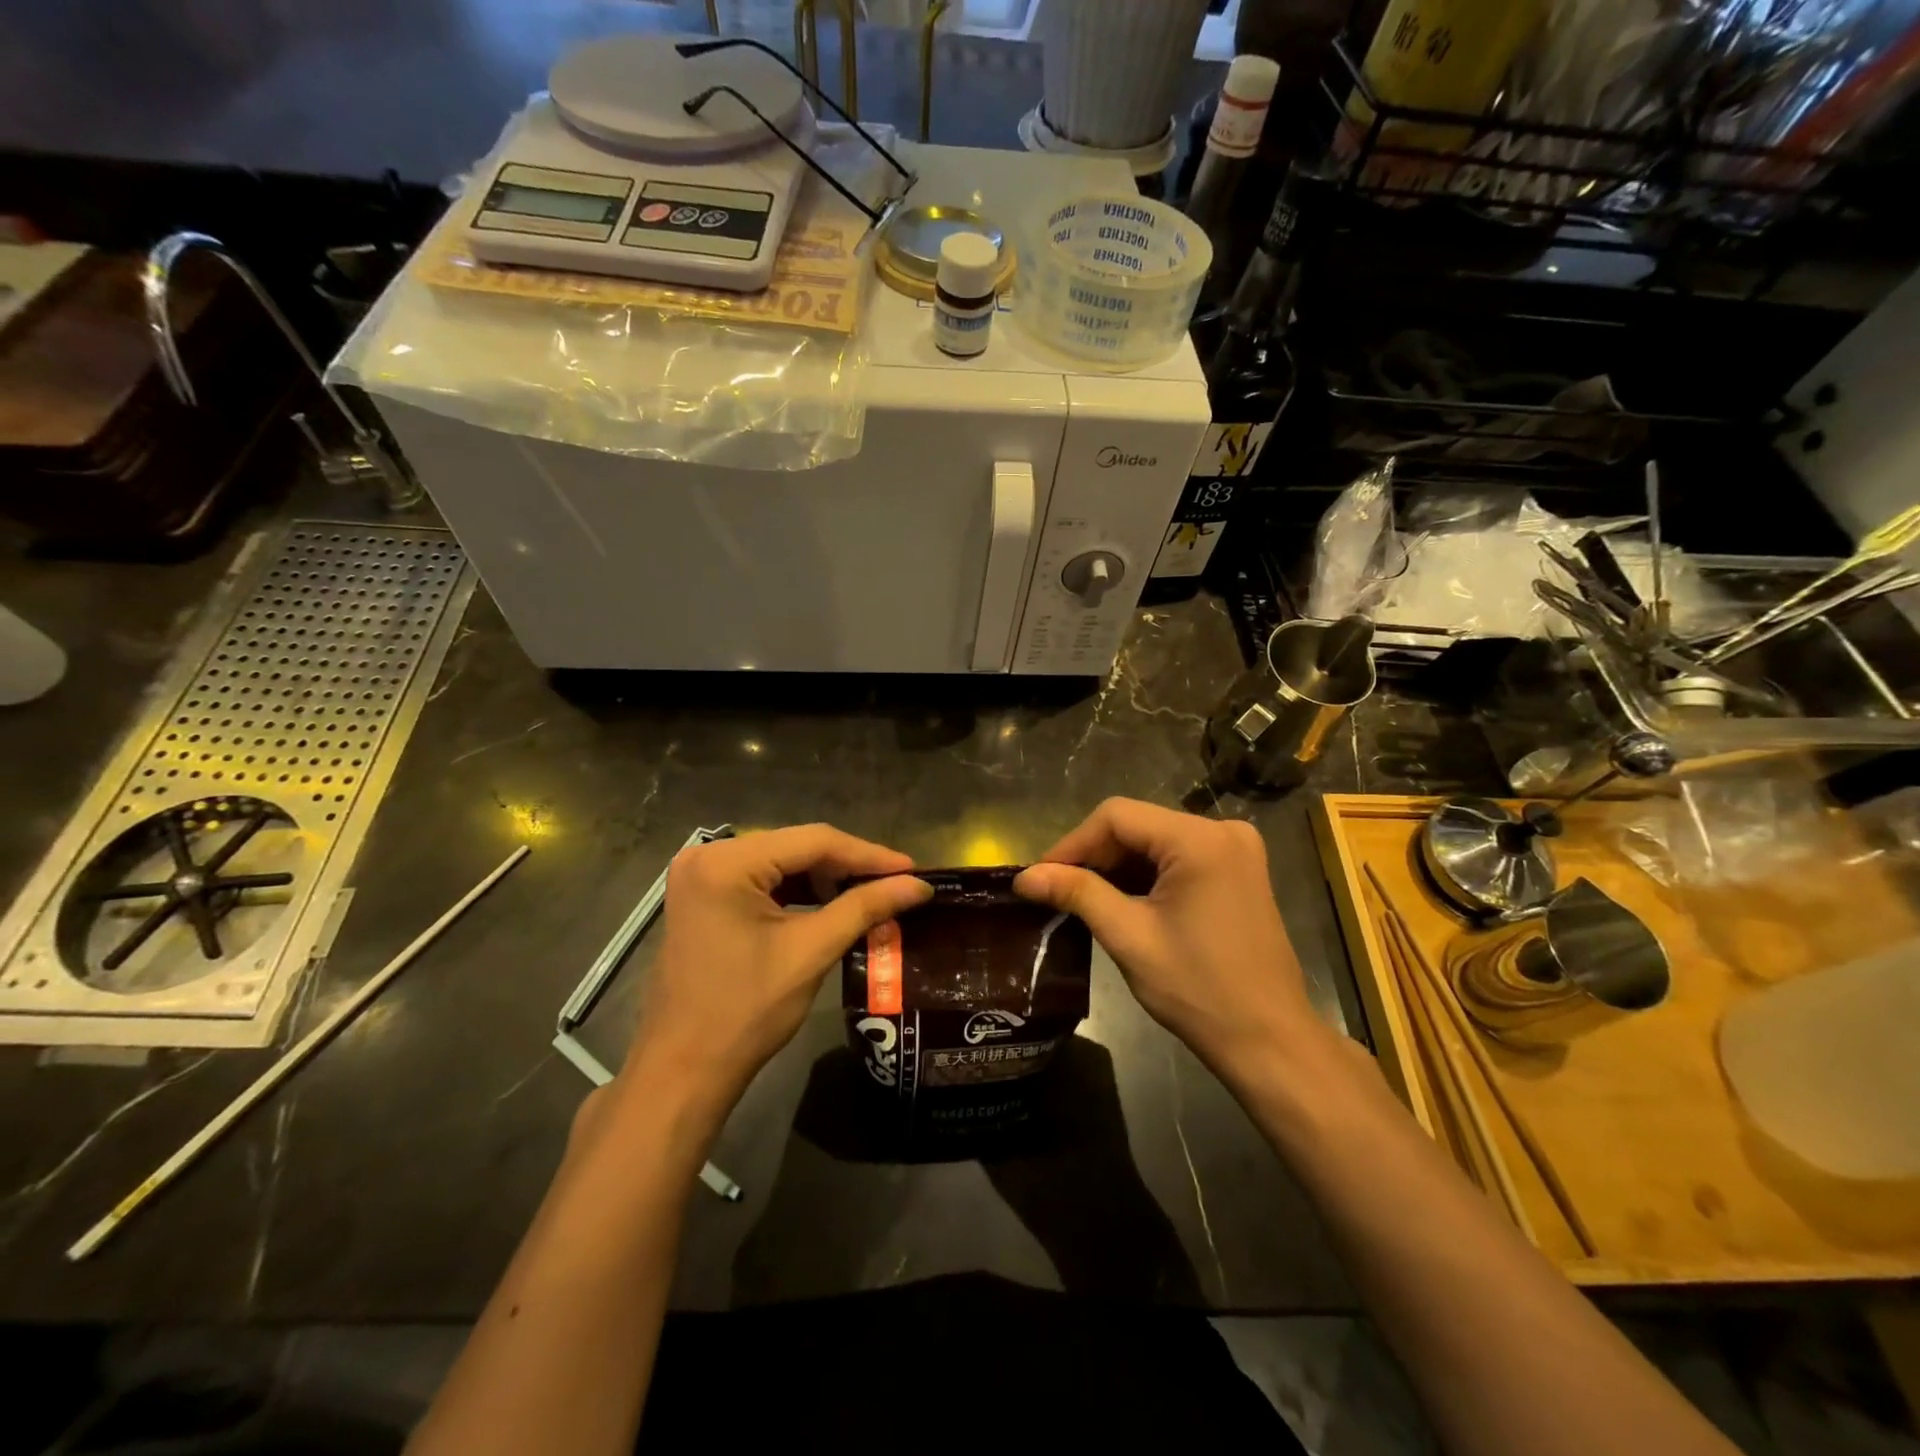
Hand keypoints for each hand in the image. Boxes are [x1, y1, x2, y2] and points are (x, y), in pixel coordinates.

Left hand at [618, 826, 931, 1119]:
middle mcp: (708, 855)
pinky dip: (799, 891)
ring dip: (826, 878)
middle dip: (848, 866)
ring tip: (872, 894)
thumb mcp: (811, 952)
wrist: (684, 1071)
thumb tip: (919, 885)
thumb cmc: (745, 1011)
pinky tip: (832, 903)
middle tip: (897, 883)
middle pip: (796, 847)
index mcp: (726, 862)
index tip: (913, 869)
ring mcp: (701, 875)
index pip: (813, 841)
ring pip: (782, 862)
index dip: (868, 854)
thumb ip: (865, 907)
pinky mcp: (704, 896)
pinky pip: (762, 880)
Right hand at [1014, 799, 1323, 1081]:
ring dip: (1117, 866)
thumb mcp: (1129, 937)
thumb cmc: (1198, 990)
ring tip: (1080, 897)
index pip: (1117, 816)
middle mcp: (1223, 831)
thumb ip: (1077, 893)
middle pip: (1137, 825)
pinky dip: (1146, 874)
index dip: (1072, 842)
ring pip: (1155, 840)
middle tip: (1055, 889)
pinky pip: (1178, 857)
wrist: (1269, 1040)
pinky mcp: (1239, 871)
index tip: (1039, 875)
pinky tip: (1121, 900)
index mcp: (1200, 840)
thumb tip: (1024, 876)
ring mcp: (1236, 850)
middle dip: (1094, 855)